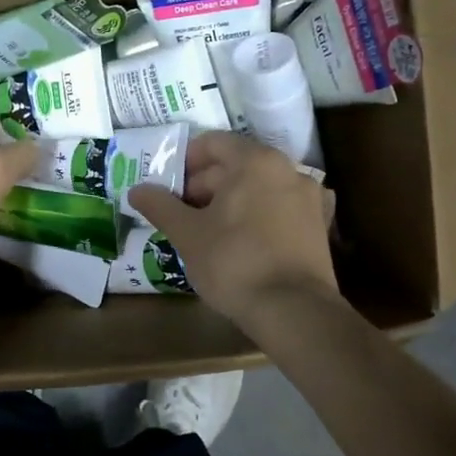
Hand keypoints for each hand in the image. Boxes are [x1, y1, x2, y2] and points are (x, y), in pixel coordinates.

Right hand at [128, 130, 339, 328]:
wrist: (294, 312)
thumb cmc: (234, 261)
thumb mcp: (187, 233)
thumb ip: (160, 206)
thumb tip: (137, 190)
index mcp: (255, 161)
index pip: (213, 143)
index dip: (184, 161)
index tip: (167, 186)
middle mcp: (287, 169)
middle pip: (236, 164)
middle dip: (204, 184)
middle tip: (180, 212)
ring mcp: (308, 198)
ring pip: (258, 187)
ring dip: (229, 201)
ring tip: (206, 230)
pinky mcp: (319, 227)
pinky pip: (278, 209)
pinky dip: (256, 215)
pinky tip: (241, 240)